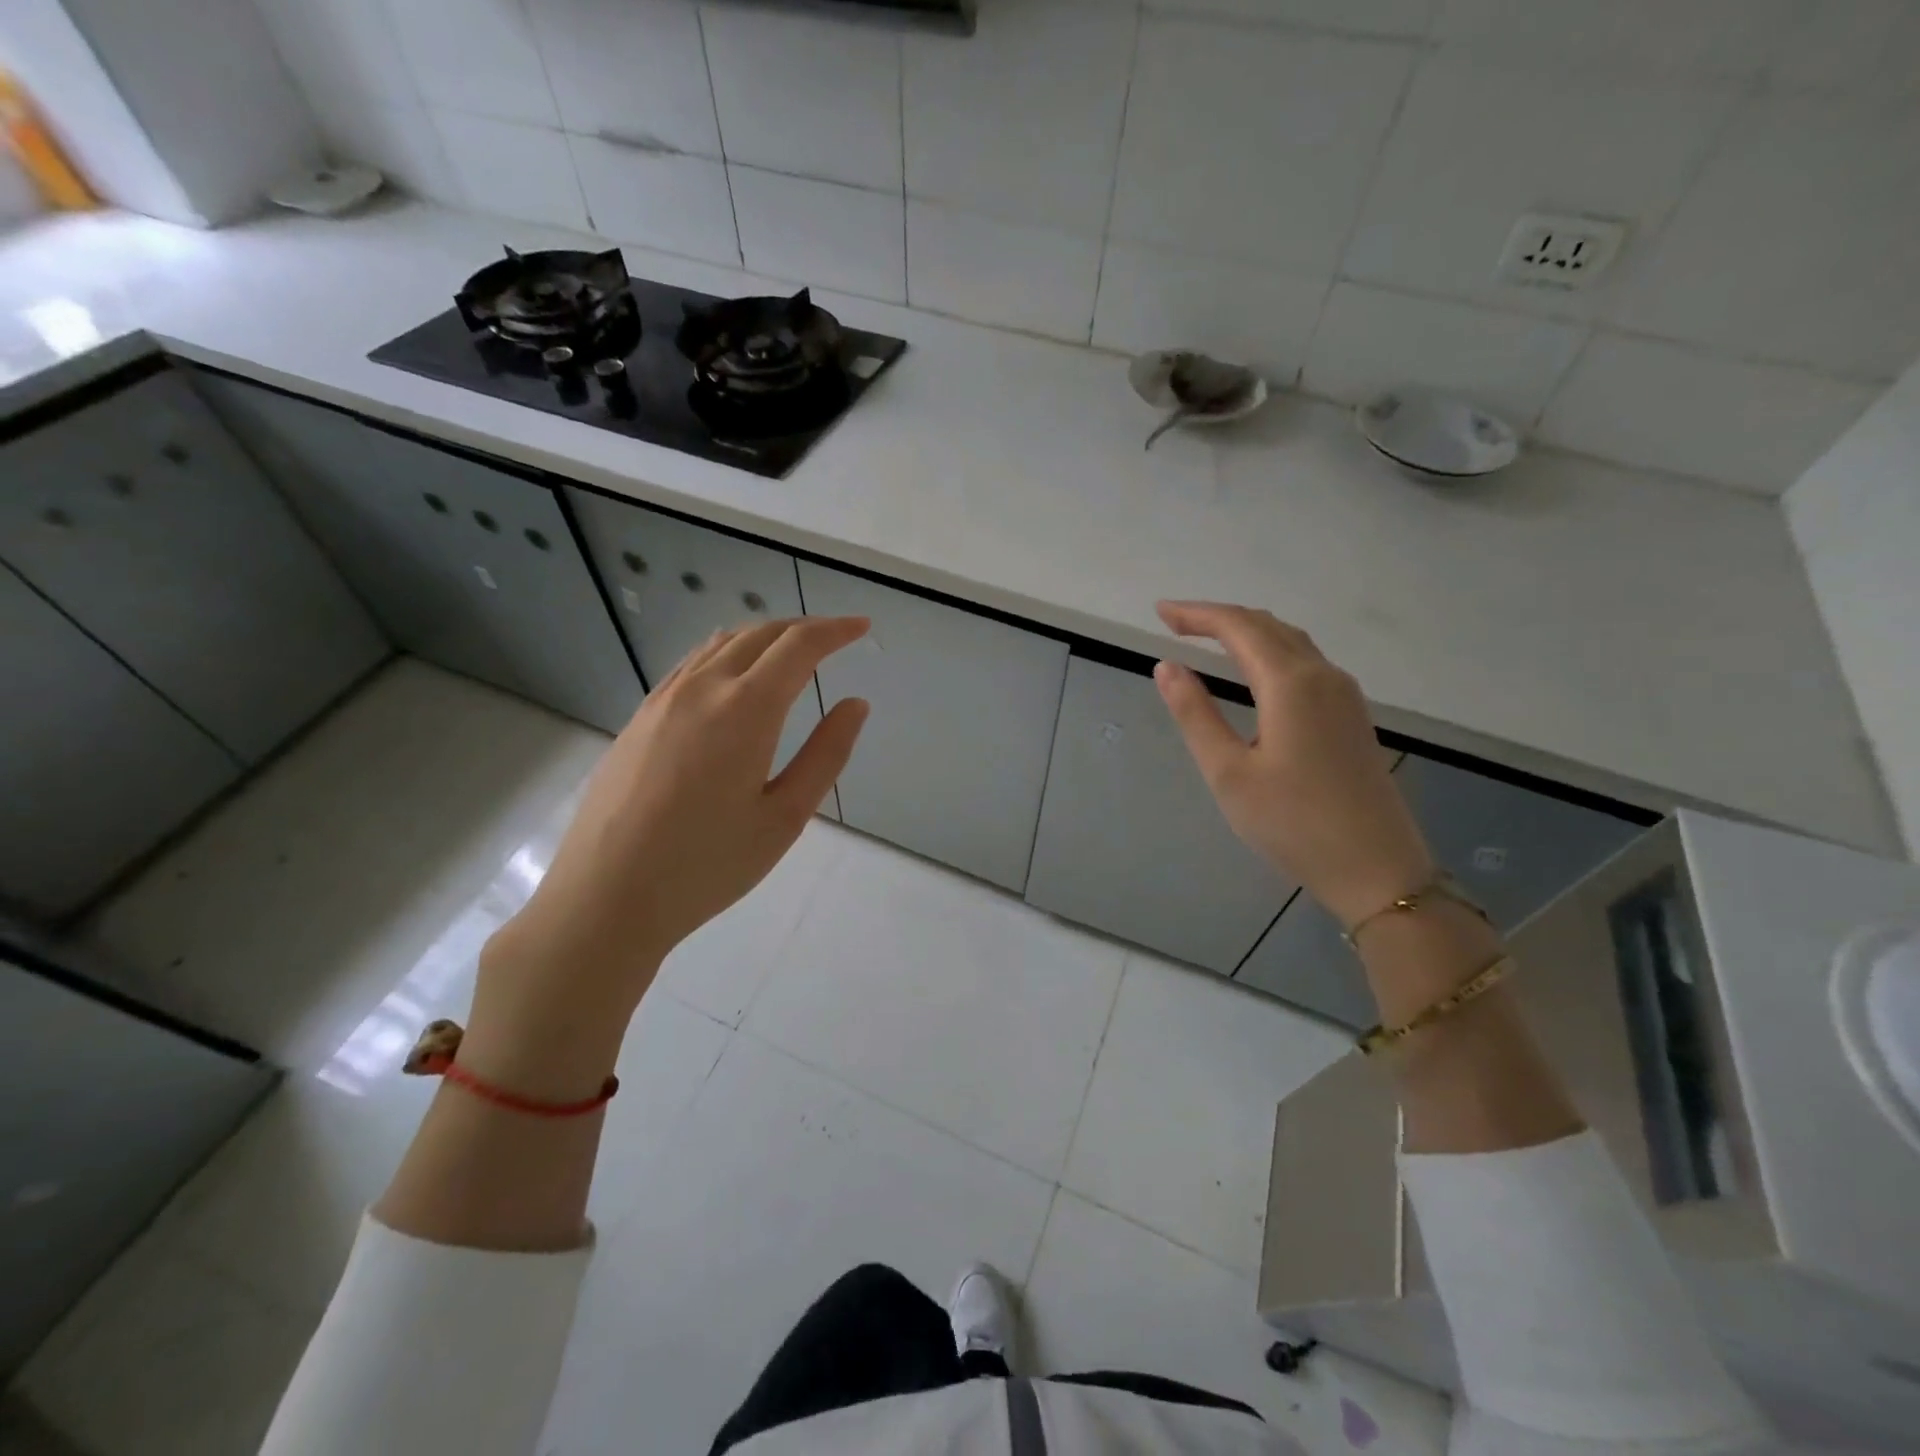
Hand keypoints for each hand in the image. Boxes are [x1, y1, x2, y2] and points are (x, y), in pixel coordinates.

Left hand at [462, 617, 869, 1095]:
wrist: (606, 897)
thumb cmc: (708, 865)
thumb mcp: (785, 817)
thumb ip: (826, 754)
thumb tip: (855, 705)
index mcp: (745, 709)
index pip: (799, 646)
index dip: (836, 630)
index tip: (862, 627)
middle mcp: (702, 688)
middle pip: (760, 634)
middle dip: (803, 628)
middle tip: (835, 639)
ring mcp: (663, 699)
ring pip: (721, 643)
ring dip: (764, 637)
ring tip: (791, 654)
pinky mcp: (640, 717)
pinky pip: (692, 664)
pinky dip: (727, 653)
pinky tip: (734, 677)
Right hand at [1153, 601, 1433, 928]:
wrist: (1377, 869)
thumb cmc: (1293, 824)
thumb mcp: (1228, 773)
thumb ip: (1195, 714)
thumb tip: (1167, 666)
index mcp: (1291, 684)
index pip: (1238, 627)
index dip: (1197, 614)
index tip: (1160, 612)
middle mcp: (1323, 676)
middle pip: (1268, 626)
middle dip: (1219, 618)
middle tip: (1175, 622)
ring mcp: (1344, 695)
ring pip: (1291, 641)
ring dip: (1248, 631)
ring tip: (1208, 638)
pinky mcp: (1352, 716)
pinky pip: (1306, 662)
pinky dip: (1270, 651)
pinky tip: (1255, 671)